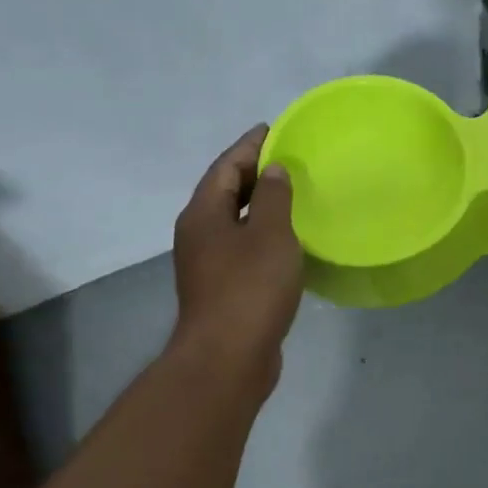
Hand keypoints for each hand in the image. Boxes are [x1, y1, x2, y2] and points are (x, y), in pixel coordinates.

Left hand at [170, 124, 303, 387]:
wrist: (228, 357)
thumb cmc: (250, 288)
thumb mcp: (270, 234)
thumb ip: (274, 198)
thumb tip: (272, 171)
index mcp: (203, 213)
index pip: (226, 167)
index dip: (249, 146)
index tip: (273, 129)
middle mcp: (197, 233)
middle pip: (224, 191)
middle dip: (253, 172)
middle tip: (286, 159)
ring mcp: (206, 263)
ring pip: (232, 221)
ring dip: (257, 205)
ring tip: (289, 194)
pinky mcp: (221, 288)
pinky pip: (241, 247)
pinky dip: (260, 234)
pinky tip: (284, 240)